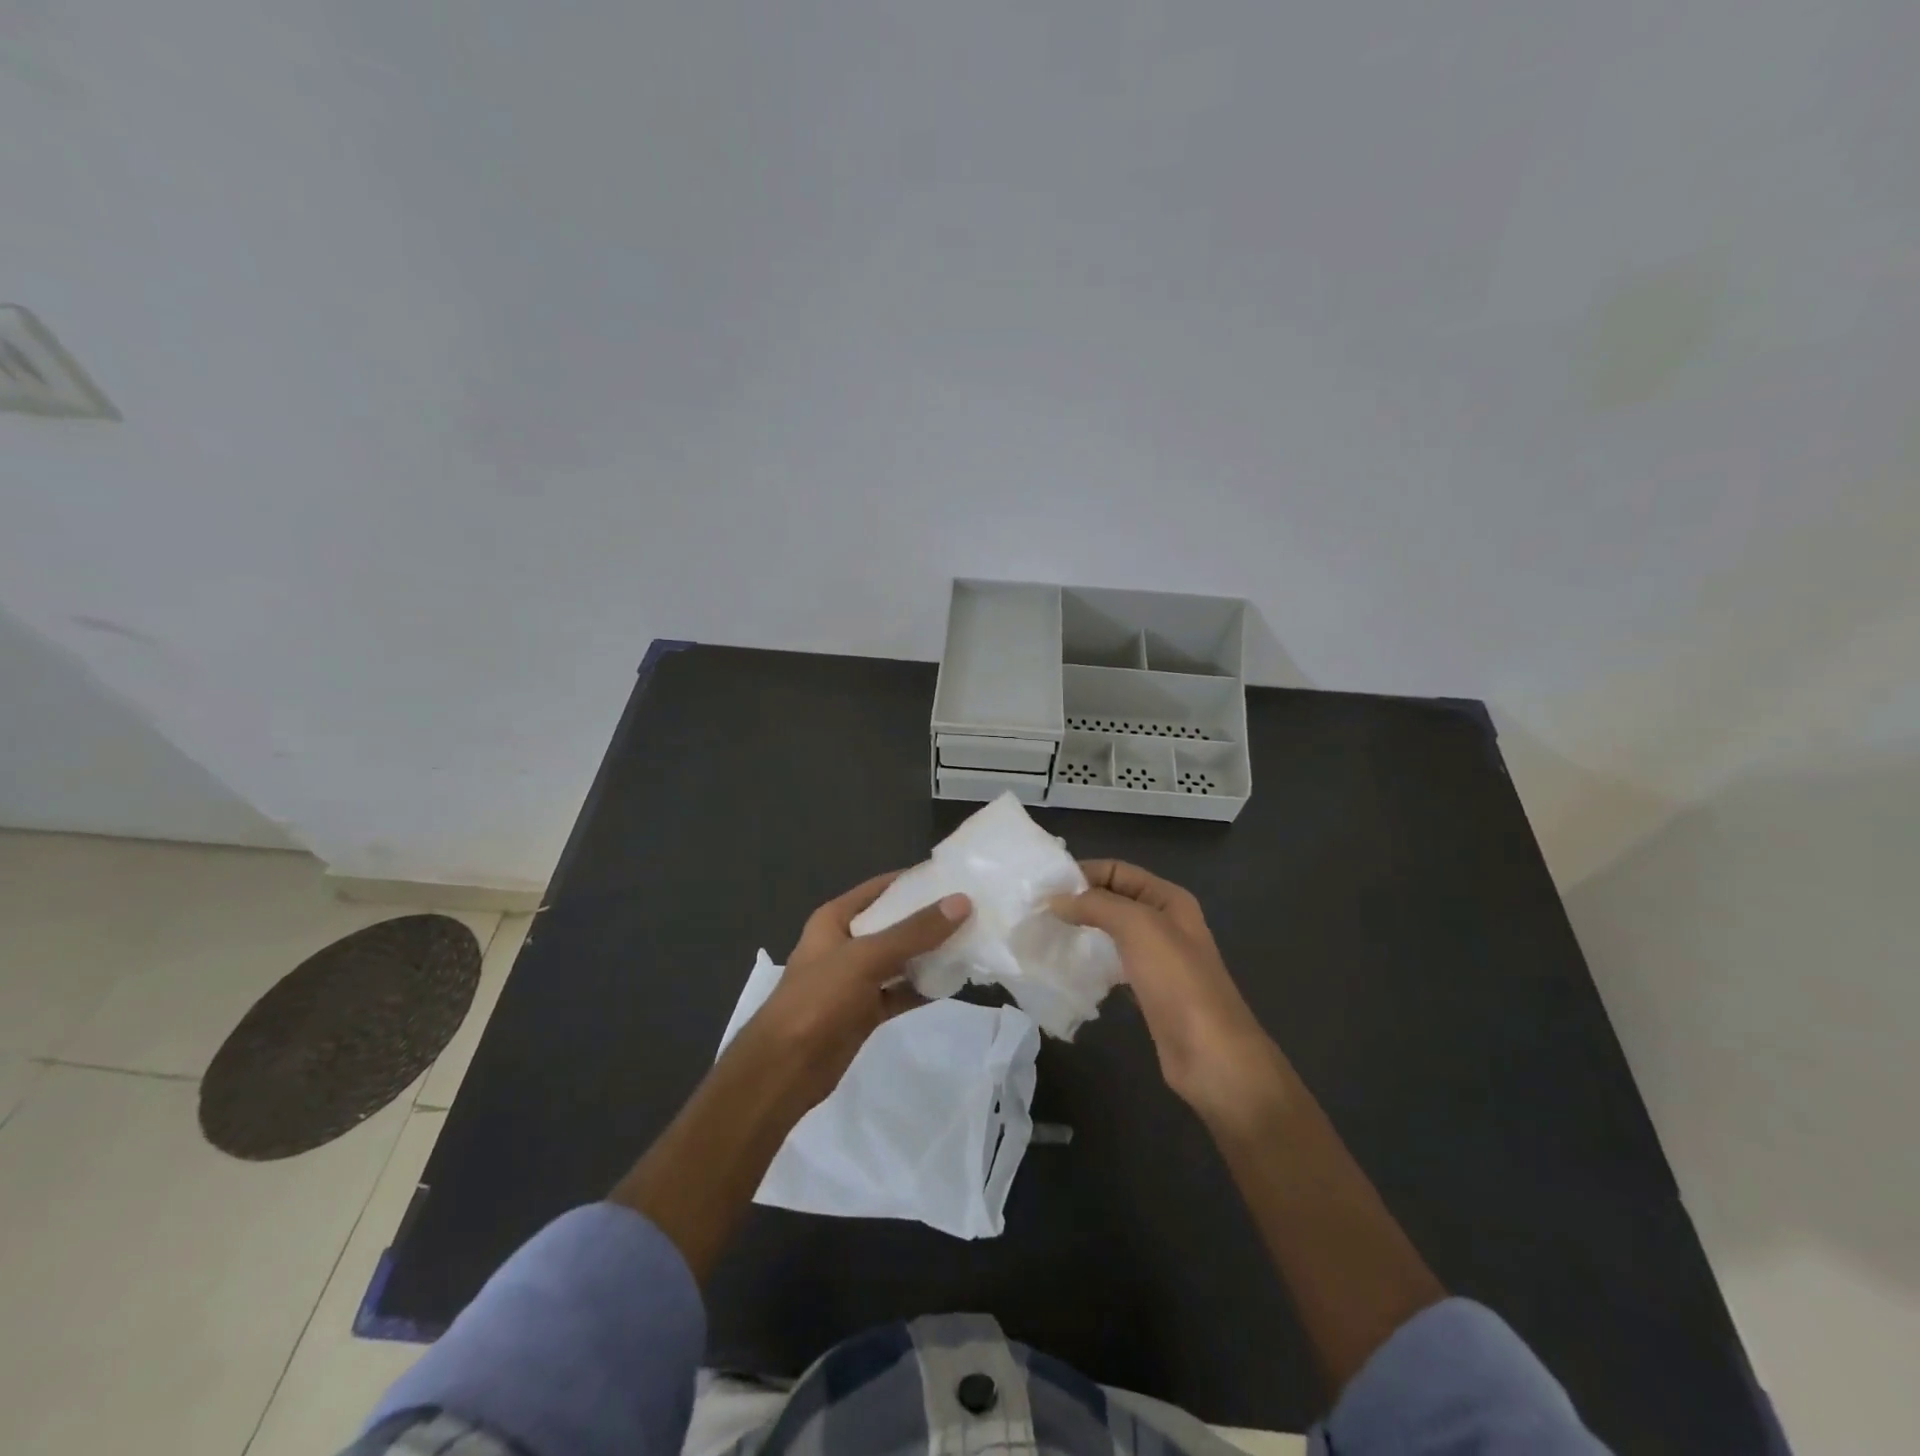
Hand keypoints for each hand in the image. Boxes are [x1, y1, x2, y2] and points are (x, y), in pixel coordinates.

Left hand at [732, 871, 971, 1111]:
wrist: (784, 1069)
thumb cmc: (818, 1000)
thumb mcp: (866, 957)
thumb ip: (914, 932)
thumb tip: (961, 901)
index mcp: (836, 919)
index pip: (881, 888)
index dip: (915, 881)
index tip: (955, 876)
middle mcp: (846, 943)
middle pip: (894, 923)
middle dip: (929, 918)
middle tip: (974, 910)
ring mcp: (855, 979)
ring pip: (900, 959)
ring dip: (930, 953)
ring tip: (973, 942)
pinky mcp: (865, 1010)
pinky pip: (900, 991)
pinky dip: (923, 987)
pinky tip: (954, 982)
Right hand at [1052, 860, 1282, 1116]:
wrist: (1212, 1056)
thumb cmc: (1177, 981)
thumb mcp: (1138, 927)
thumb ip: (1095, 905)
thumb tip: (1055, 899)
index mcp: (1168, 899)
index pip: (1117, 870)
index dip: (1082, 873)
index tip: (1043, 888)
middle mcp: (1165, 923)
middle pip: (1113, 900)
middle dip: (1078, 902)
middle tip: (1038, 912)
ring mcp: (1158, 959)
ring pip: (1111, 933)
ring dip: (1081, 931)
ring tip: (1045, 936)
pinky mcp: (1148, 991)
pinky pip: (1113, 964)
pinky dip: (1091, 961)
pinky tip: (1068, 968)